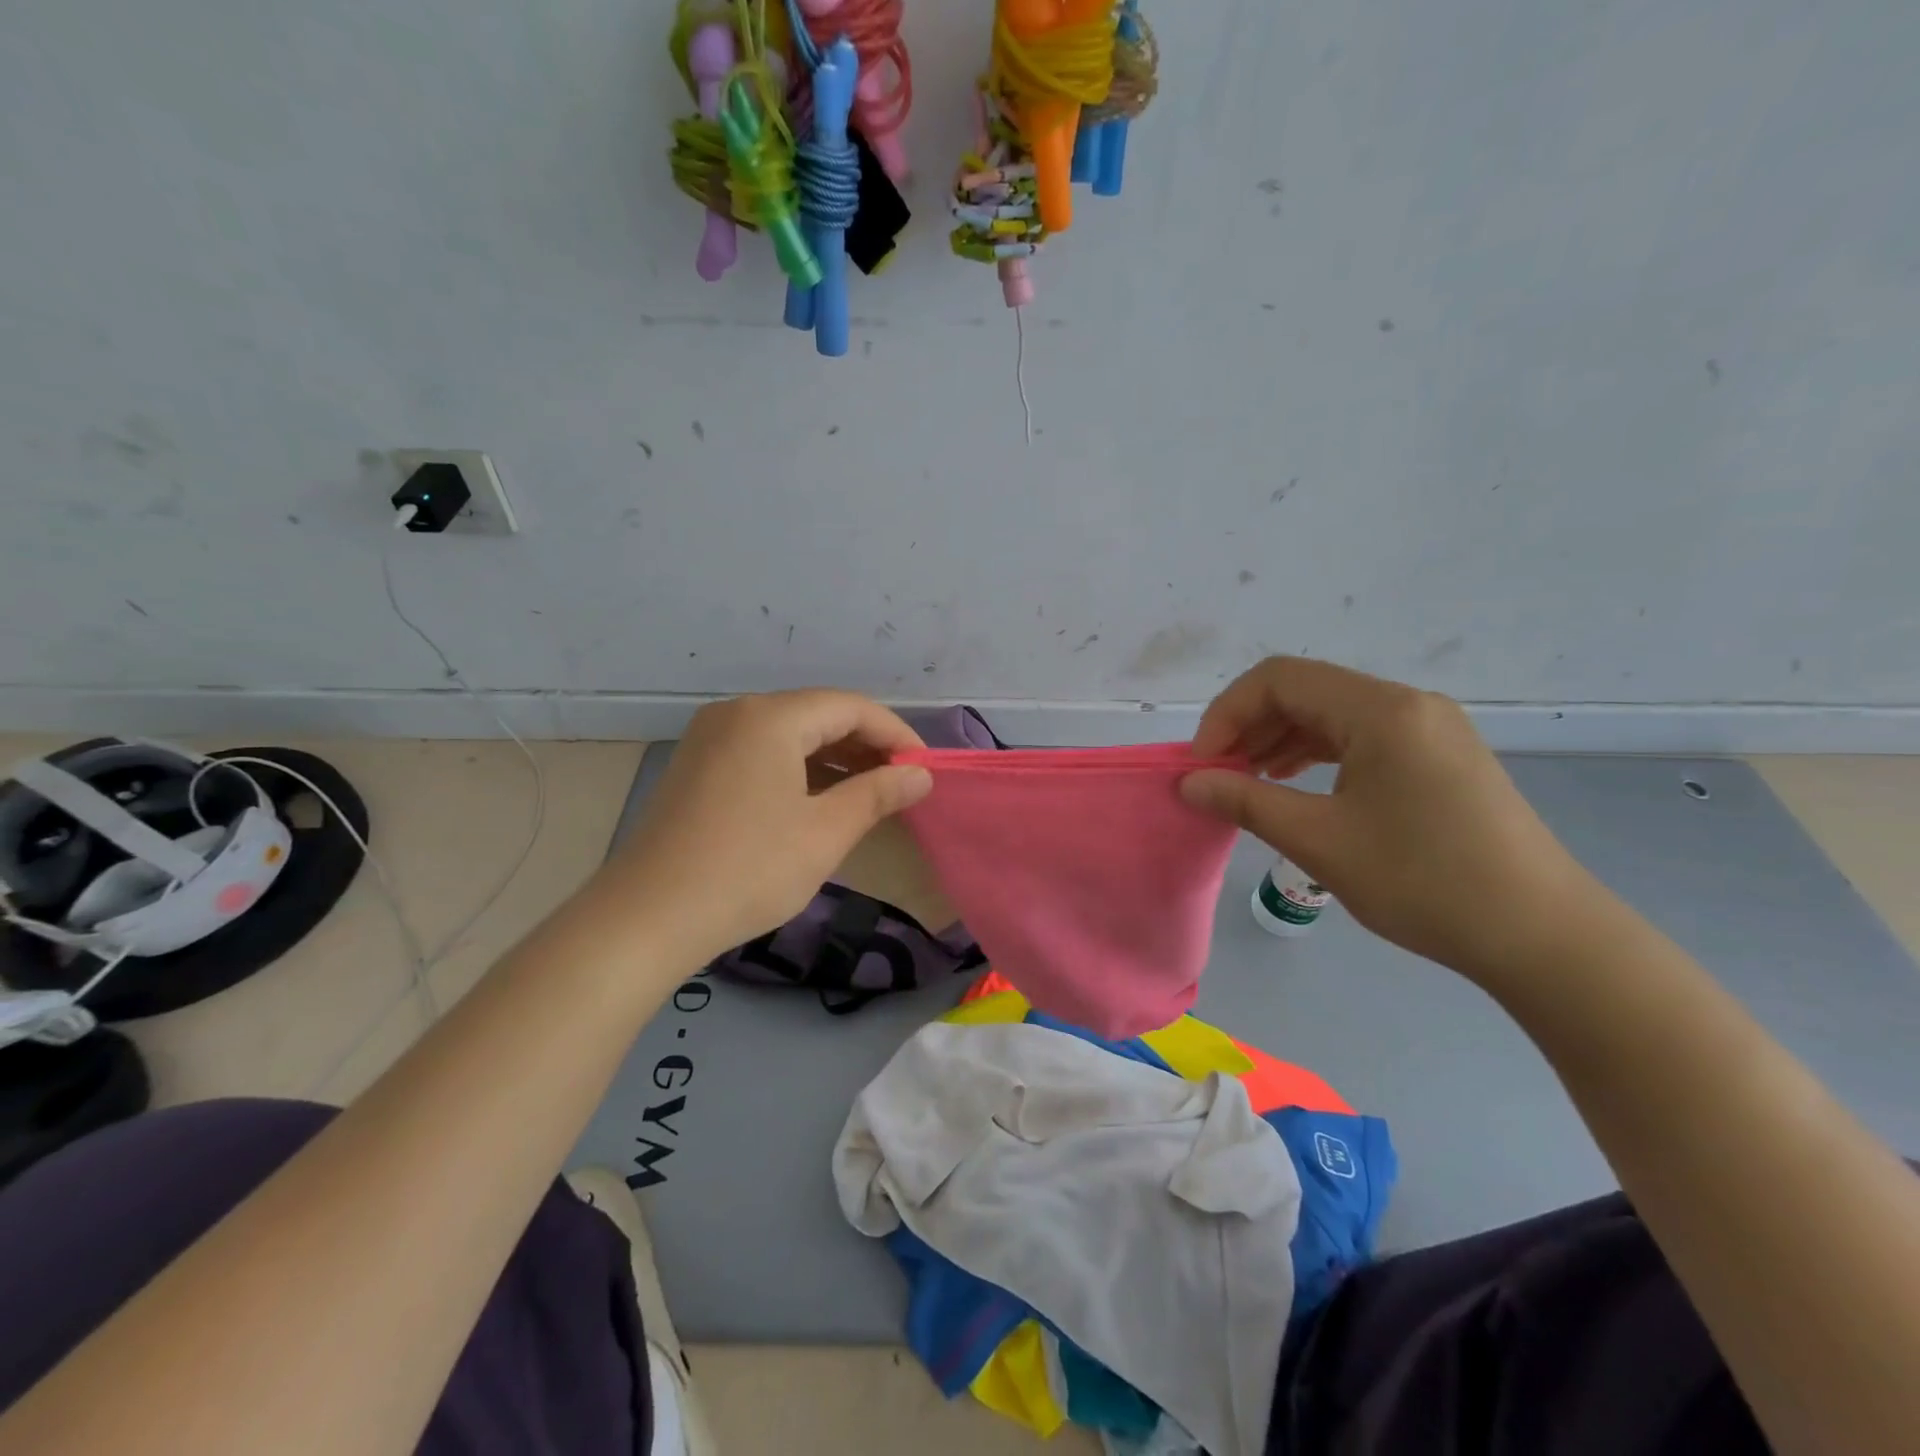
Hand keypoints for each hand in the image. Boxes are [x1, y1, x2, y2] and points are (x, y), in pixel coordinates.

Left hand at [605, 691, 931, 961]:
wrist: (648, 917)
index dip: (895, 734)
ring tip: (868, 794)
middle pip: (818, 714)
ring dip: (833, 758)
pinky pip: (762, 751)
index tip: (924, 769)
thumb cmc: (748, 869)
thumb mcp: (825, 833)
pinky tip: (819, 800)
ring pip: (789, 734)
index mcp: (770, 717)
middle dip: (865, 745)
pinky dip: (798, 769)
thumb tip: (920, 774)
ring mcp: (711, 738)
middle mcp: (737, 713)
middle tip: (900, 784)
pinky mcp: (697, 765)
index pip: (850, 707)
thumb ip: (878, 794)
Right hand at [1181, 657, 1610, 983]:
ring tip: (1249, 782)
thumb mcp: (1320, 841)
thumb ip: (1246, 802)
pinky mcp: (1439, 756)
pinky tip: (1296, 785)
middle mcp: (1408, 704)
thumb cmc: (1423, 881)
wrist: (1541, 936)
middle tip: (1219, 776)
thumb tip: (1189, 783)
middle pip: (1306, 691)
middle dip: (1250, 727)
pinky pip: (1361, 736)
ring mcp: (1430, 728)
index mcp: (1382, 710)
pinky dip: (1318, 754)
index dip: (1227, 713)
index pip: (1280, 679)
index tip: (1203, 764)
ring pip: (1333, 713)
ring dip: (1281, 740)